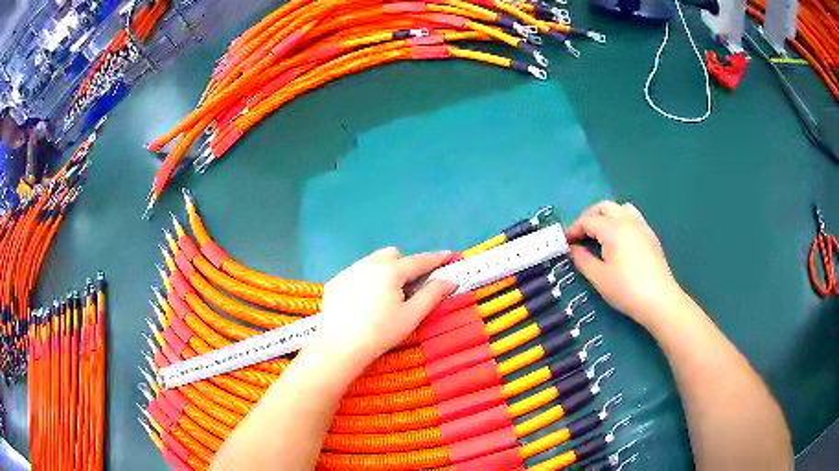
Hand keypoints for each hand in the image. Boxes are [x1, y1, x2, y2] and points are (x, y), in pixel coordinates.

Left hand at [307, 248, 456, 370]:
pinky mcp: (335, 282)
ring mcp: (349, 271)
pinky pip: (356, 273)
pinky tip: (363, 303)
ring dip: (384, 270)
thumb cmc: (380, 332)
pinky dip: (365, 280)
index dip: (435, 258)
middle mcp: (369, 264)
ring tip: (384, 295)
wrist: (340, 346)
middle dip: (404, 264)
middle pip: (392, 254)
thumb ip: (432, 295)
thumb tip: (449, 280)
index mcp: (391, 270)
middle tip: (408, 287)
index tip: (447, 255)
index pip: (418, 261)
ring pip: (372, 261)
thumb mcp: (411, 316)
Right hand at [567, 201, 683, 326]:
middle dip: (589, 217)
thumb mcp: (598, 277)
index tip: (566, 243)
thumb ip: (582, 259)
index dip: (574, 229)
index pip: (588, 220)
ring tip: (599, 234)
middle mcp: (627, 220)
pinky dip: (620, 221)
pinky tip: (618, 240)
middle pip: (604, 207)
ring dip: (606, 216)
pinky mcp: (650, 235)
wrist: (659, 300)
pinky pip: (632, 217)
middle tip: (580, 235)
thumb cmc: (626, 289)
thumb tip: (573, 248)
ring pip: (620, 208)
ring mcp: (641, 226)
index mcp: (612, 228)